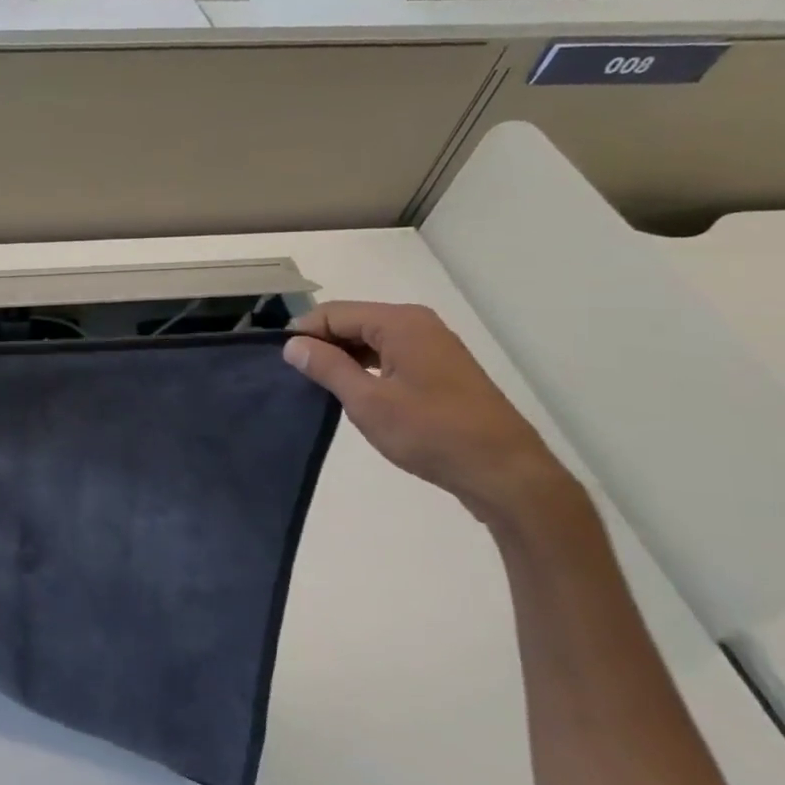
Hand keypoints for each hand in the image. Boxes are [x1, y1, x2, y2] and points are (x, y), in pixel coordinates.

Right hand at [283, 301, 576, 525]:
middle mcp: (417, 324)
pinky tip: (354, 393)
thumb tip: (292, 344)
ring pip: (370, 339)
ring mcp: (432, 345)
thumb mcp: (368, 401)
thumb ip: (327, 367)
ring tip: (320, 388)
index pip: (333, 313)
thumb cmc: (431, 433)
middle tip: (296, 379)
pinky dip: (366, 368)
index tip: (281, 365)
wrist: (503, 471)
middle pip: (352, 321)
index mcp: (400, 323)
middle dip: (322, 345)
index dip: (303, 334)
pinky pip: (389, 355)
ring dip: (343, 358)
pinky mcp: (439, 369)